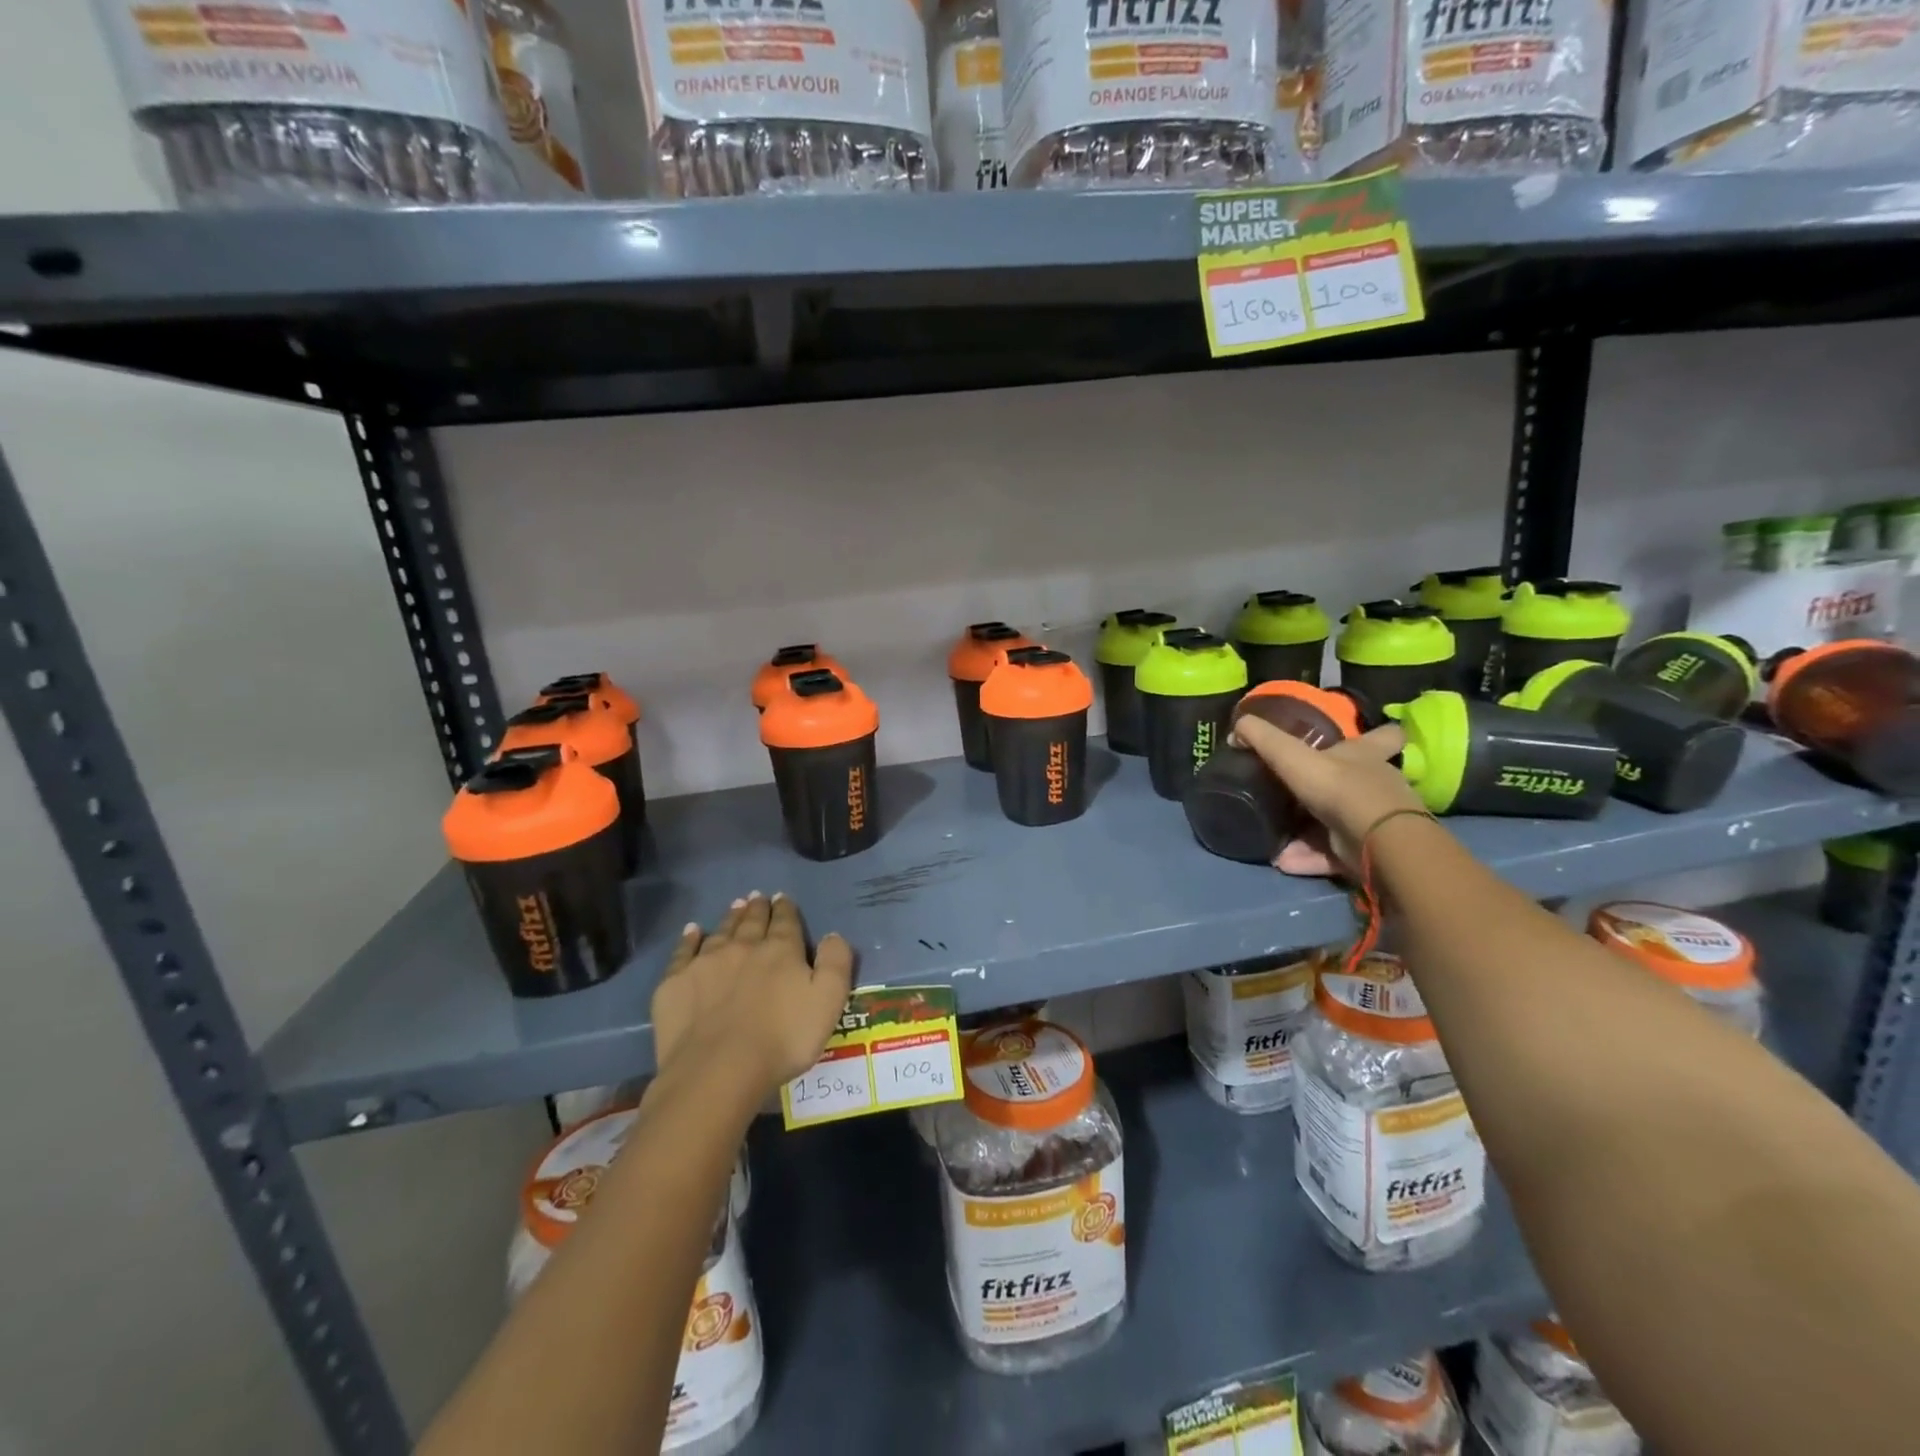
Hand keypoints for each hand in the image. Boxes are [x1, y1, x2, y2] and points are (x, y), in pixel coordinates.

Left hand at [653, 892, 854, 1093]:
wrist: (718, 1070)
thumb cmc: (783, 1039)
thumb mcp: (828, 1002)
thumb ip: (835, 963)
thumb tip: (832, 935)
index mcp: (781, 951)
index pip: (786, 922)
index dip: (786, 909)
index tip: (783, 898)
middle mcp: (744, 947)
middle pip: (752, 921)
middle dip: (758, 908)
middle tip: (758, 897)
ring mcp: (706, 962)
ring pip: (721, 931)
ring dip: (731, 917)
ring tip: (736, 906)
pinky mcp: (676, 982)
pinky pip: (684, 951)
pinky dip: (689, 938)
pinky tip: (692, 931)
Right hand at [1230, 719, 1424, 876]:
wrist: (1375, 841)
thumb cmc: (1339, 787)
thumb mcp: (1292, 755)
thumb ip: (1263, 739)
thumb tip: (1237, 725)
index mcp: (1366, 755)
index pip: (1385, 736)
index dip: (1378, 734)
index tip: (1366, 735)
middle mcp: (1374, 785)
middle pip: (1352, 782)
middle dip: (1324, 789)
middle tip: (1291, 792)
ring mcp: (1371, 821)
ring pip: (1334, 823)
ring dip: (1304, 832)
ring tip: (1272, 835)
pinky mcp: (1364, 853)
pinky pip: (1329, 853)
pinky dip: (1306, 857)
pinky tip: (1281, 860)